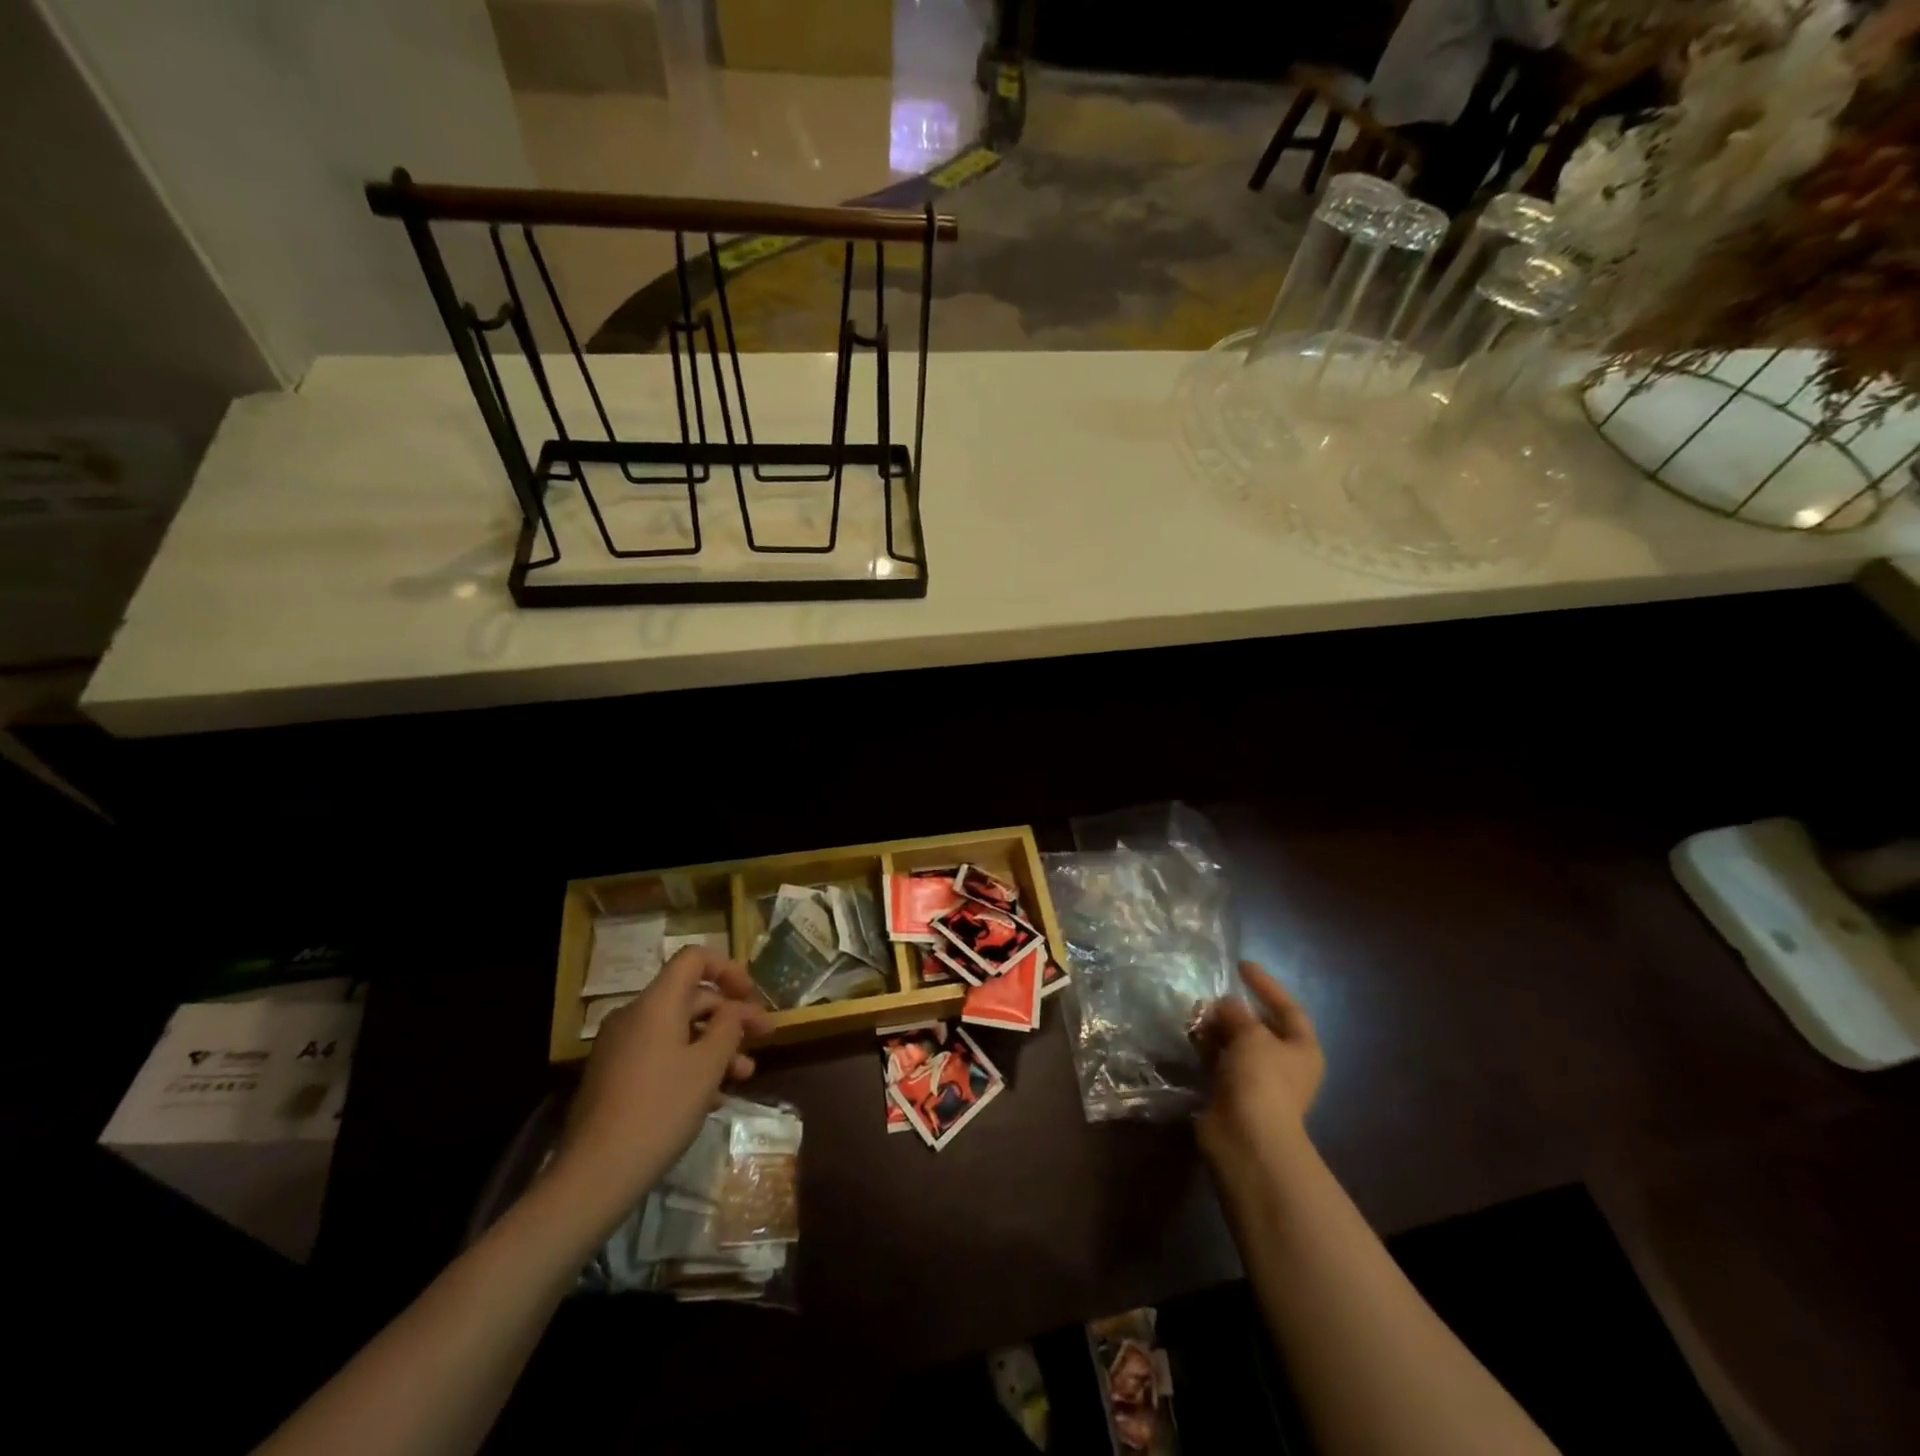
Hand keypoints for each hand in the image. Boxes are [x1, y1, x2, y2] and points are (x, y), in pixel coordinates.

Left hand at [551, 946, 771, 1228]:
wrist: (595, 1174)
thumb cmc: (660, 1110)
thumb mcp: (707, 1066)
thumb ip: (728, 1028)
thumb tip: (732, 1012)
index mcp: (656, 1004)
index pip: (693, 959)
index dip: (728, 969)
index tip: (751, 995)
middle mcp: (634, 1016)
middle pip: (691, 998)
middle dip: (731, 1017)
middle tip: (764, 1039)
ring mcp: (620, 1048)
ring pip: (678, 1031)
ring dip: (715, 1046)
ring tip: (744, 1075)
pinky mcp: (614, 1077)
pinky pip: (660, 1054)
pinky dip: (689, 1064)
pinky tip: (712, 1097)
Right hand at [1196, 961, 1324, 1178]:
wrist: (1247, 1137)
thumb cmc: (1262, 1079)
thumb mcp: (1252, 1034)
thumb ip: (1237, 1012)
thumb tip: (1226, 1004)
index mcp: (1302, 1048)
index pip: (1288, 1007)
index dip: (1266, 985)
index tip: (1241, 965)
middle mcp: (1284, 1064)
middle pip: (1260, 1026)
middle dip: (1234, 1009)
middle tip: (1209, 995)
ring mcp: (1259, 1080)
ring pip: (1236, 1043)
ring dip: (1216, 1027)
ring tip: (1194, 1014)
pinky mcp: (1233, 1093)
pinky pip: (1219, 1061)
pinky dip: (1206, 1048)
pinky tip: (1190, 1036)